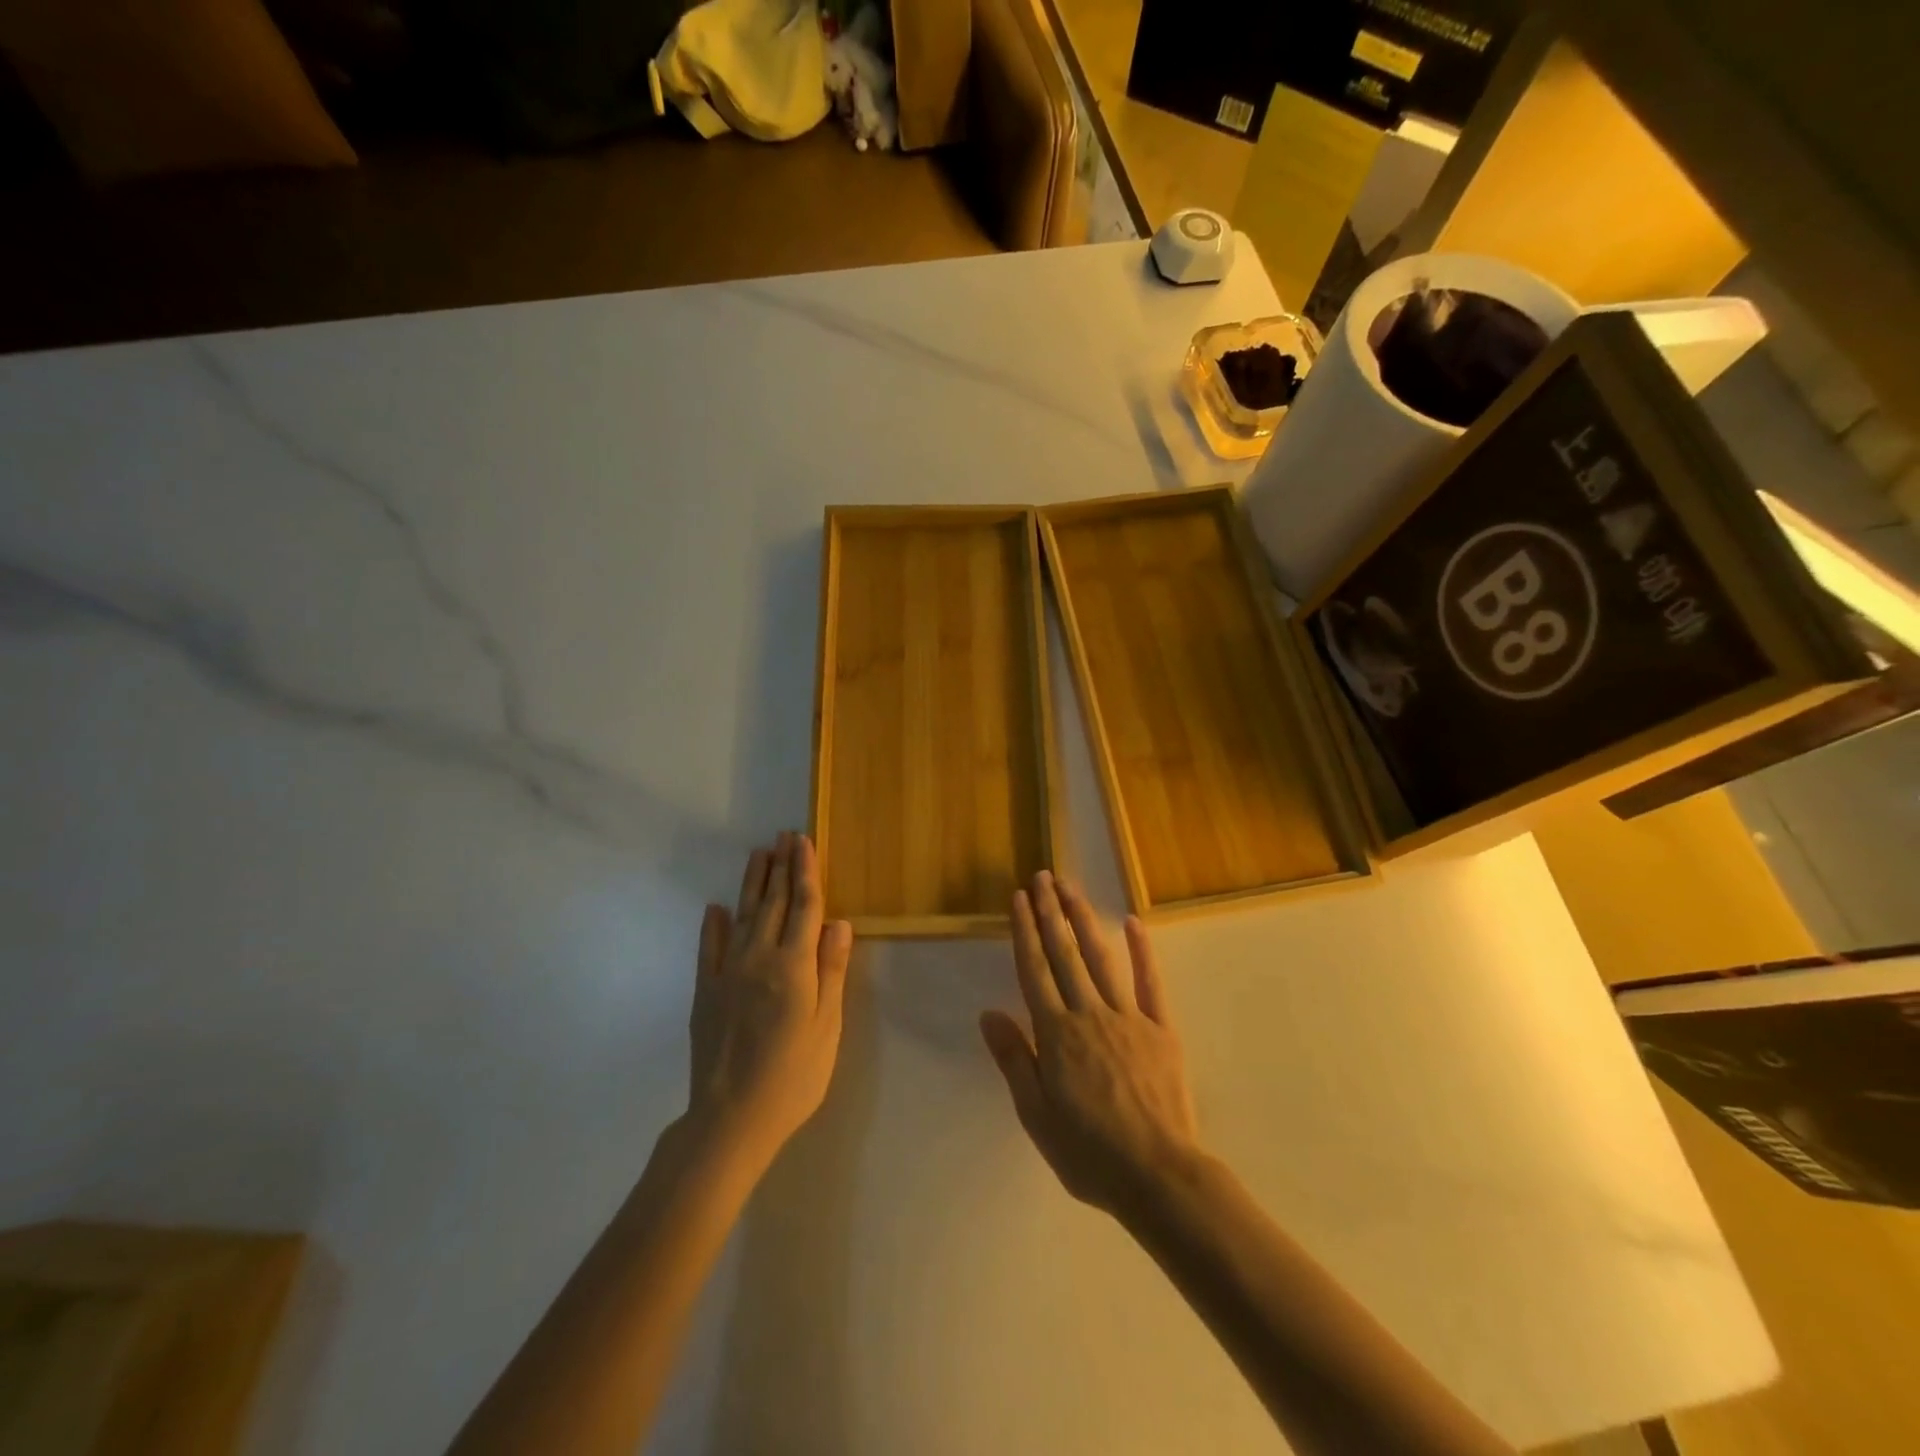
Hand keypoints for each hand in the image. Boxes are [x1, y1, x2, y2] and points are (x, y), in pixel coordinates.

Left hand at [688, 832, 852, 1170]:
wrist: (731, 1118)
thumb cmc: (794, 1076)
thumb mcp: (827, 1027)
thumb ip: (831, 971)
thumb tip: (839, 923)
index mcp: (794, 966)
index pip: (804, 906)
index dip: (805, 871)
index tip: (803, 842)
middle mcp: (759, 958)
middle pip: (772, 903)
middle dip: (780, 867)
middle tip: (783, 836)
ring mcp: (727, 973)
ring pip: (742, 916)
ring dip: (751, 884)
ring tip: (758, 855)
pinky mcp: (704, 992)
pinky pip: (708, 949)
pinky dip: (712, 925)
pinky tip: (714, 908)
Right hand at [980, 871, 1201, 1219]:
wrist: (1158, 1176)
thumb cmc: (1088, 1151)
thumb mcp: (1036, 1114)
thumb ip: (1014, 1059)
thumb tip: (989, 1013)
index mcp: (1056, 1033)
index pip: (1035, 970)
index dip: (1025, 931)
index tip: (1018, 898)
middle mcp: (1089, 1013)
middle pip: (1065, 953)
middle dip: (1050, 912)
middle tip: (1042, 877)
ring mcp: (1129, 1017)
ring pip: (1101, 957)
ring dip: (1084, 919)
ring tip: (1071, 888)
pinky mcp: (1161, 1028)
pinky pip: (1150, 982)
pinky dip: (1141, 950)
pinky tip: (1132, 922)